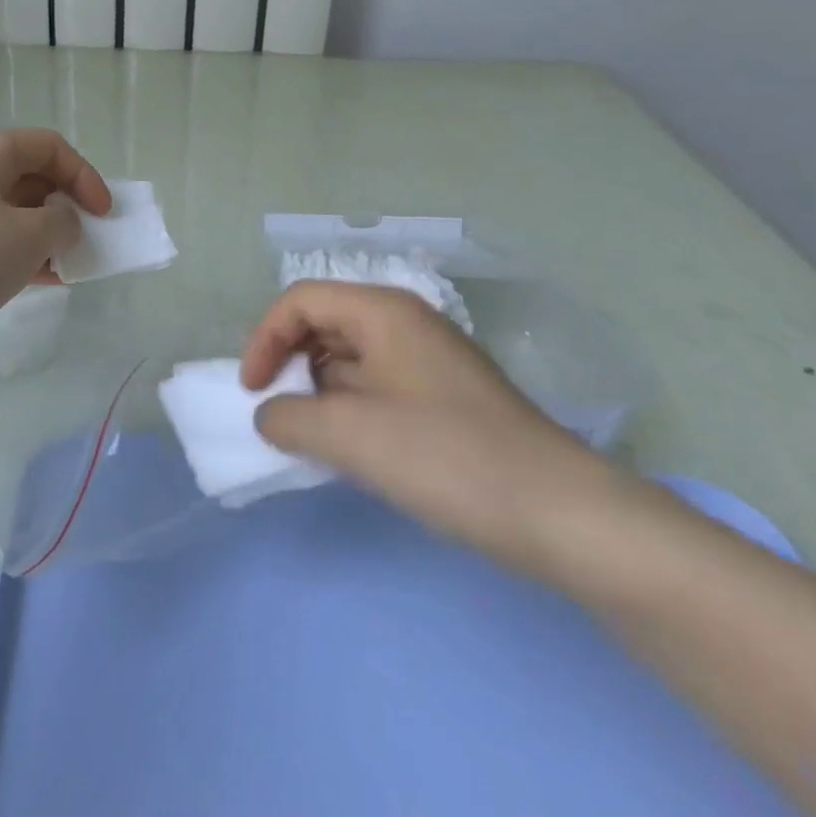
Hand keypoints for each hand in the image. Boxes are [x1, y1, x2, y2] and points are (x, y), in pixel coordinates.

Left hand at [0, 129, 110, 343]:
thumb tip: (59, 223)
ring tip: (64, 267)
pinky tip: (35, 280)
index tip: (104, 215)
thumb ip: (62, 224)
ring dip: (41, 235)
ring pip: (7, 210)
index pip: (50, 147)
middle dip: (63, 208)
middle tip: (83, 241)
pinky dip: (14, 251)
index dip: (85, 177)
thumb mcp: (29, 238)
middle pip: (28, 176)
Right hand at [243, 281, 618, 577]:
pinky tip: (355, 453)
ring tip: (313, 440)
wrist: (563, 515)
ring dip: (321, 393)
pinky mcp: (446, 399)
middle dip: (291, 365)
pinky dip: (352, 412)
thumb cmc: (447, 457)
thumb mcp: (350, 436)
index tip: (252, 392)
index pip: (300, 301)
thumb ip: (289, 418)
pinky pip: (379, 389)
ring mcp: (429, 361)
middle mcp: (405, 323)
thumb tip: (270, 415)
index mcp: (382, 311)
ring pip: (351, 360)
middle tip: (280, 414)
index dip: (264, 340)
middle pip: (324, 324)